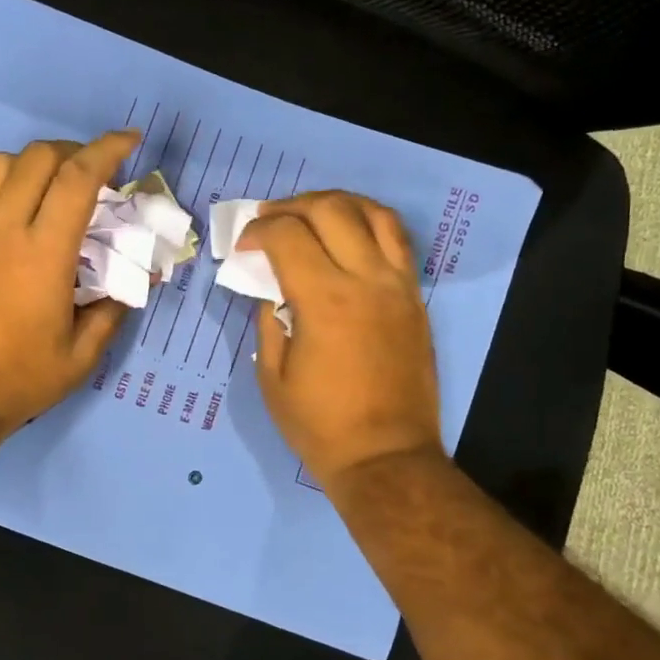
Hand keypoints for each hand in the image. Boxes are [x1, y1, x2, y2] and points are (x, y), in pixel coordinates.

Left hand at [0, 129, 138, 429]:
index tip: (129, 140)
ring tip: (39, 188)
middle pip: (38, 157)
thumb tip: (138, 279)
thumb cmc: (18, 380)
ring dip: (26, 165)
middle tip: (87, 173)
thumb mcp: (81, 356)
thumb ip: (113, 310)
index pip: (80, 177)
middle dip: (71, 152)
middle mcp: (1, 227)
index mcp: (44, 252)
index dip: (108, 149)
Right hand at [237, 191, 442, 486]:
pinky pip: (398, 241)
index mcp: (325, 300)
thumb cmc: (319, 424)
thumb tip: (271, 288)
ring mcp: (398, 286)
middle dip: (291, 206)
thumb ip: (268, 320)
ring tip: (311, 213)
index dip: (258, 232)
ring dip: (337, 202)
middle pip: (331, 210)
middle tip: (269, 221)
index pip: (288, 236)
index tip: (243, 246)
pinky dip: (369, 223)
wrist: (385, 457)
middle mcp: (366, 280)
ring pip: (374, 214)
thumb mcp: (271, 375)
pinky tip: (349, 234)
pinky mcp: (415, 298)